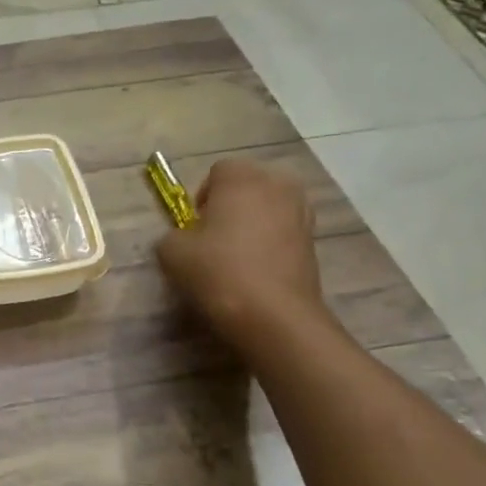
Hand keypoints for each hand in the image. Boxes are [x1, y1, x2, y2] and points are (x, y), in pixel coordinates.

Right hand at [157, 158, 326, 351]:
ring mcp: (301, 211)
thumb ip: (172, 236)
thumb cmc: (218, 272)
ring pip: (268, 207)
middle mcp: (277, 184)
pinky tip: (256, 270)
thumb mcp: (172, 253)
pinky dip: (270, 242)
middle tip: (214, 239)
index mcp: (242, 177)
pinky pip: (283, 230)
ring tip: (237, 256)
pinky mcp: (314, 239)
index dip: (202, 197)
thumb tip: (182, 238)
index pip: (218, 171)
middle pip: (248, 185)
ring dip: (253, 223)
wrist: (273, 314)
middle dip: (231, 205)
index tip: (195, 226)